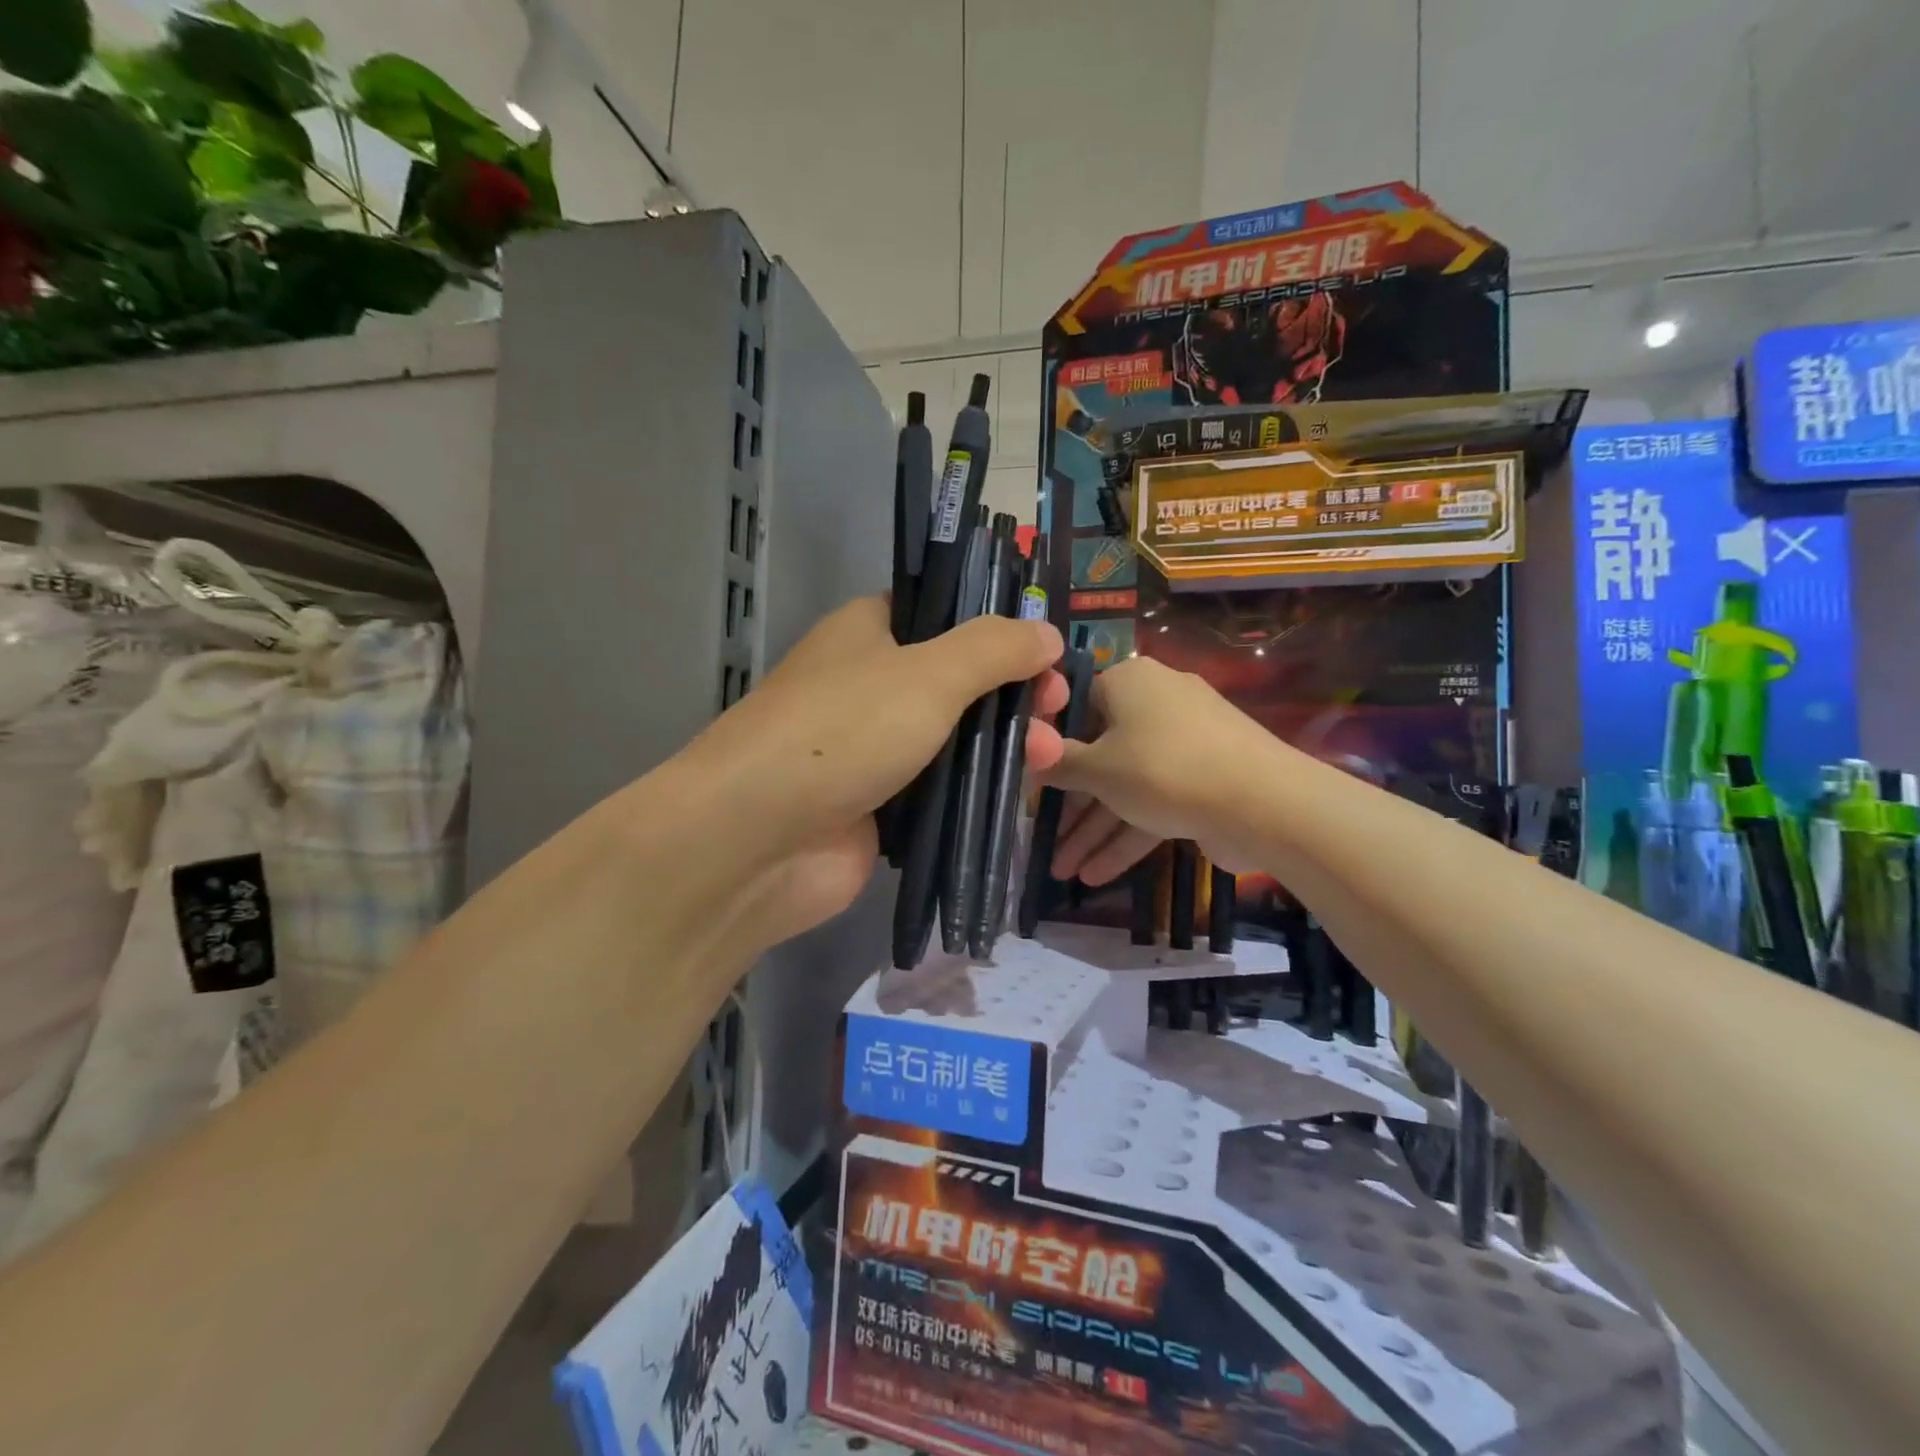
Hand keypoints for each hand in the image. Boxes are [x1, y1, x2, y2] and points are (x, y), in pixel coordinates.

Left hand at [679, 596, 1065, 949]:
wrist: (759, 839)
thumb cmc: (843, 732)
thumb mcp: (929, 673)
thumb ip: (994, 648)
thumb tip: (1048, 632)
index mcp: (869, 633)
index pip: (942, 613)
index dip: (996, 629)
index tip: (1044, 652)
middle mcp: (870, 685)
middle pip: (958, 679)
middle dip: (1011, 693)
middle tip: (1055, 709)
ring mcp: (874, 749)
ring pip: (954, 738)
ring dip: (1003, 744)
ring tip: (1047, 758)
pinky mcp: (881, 806)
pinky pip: (942, 789)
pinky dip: (978, 790)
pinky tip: (1020, 794)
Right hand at [1041, 655, 1280, 885]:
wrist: (1263, 802)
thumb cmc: (1164, 768)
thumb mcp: (1098, 768)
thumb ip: (1057, 763)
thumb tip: (1026, 748)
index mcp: (1129, 683)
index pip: (1076, 707)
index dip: (1050, 747)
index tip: (1030, 783)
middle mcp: (1156, 705)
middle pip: (1101, 755)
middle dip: (1072, 807)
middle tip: (1046, 841)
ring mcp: (1184, 745)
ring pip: (1126, 786)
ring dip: (1095, 830)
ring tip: (1063, 873)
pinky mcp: (1203, 780)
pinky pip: (1154, 802)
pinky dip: (1128, 835)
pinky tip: (1097, 875)